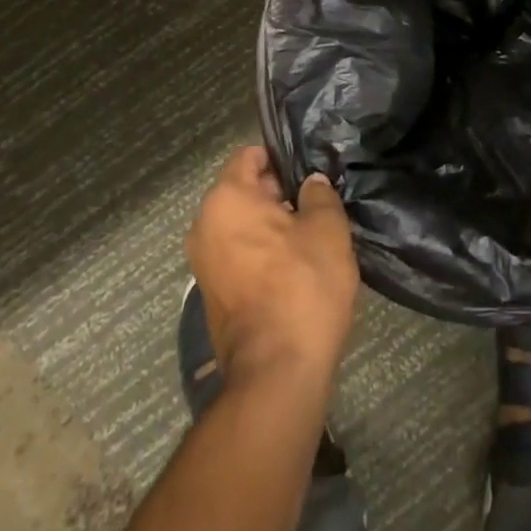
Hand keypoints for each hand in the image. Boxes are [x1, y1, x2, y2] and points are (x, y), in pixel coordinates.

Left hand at [185, 147, 358, 389]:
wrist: (276, 375)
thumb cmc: (302, 286)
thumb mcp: (327, 229)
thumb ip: (319, 194)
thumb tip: (310, 184)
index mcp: (226, 199)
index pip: (250, 156)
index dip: (281, 158)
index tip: (309, 173)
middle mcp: (204, 225)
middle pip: (242, 191)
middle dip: (276, 193)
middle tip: (315, 205)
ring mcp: (203, 264)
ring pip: (241, 226)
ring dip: (270, 226)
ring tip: (308, 237)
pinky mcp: (210, 296)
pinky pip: (237, 255)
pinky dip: (260, 254)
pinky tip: (293, 269)